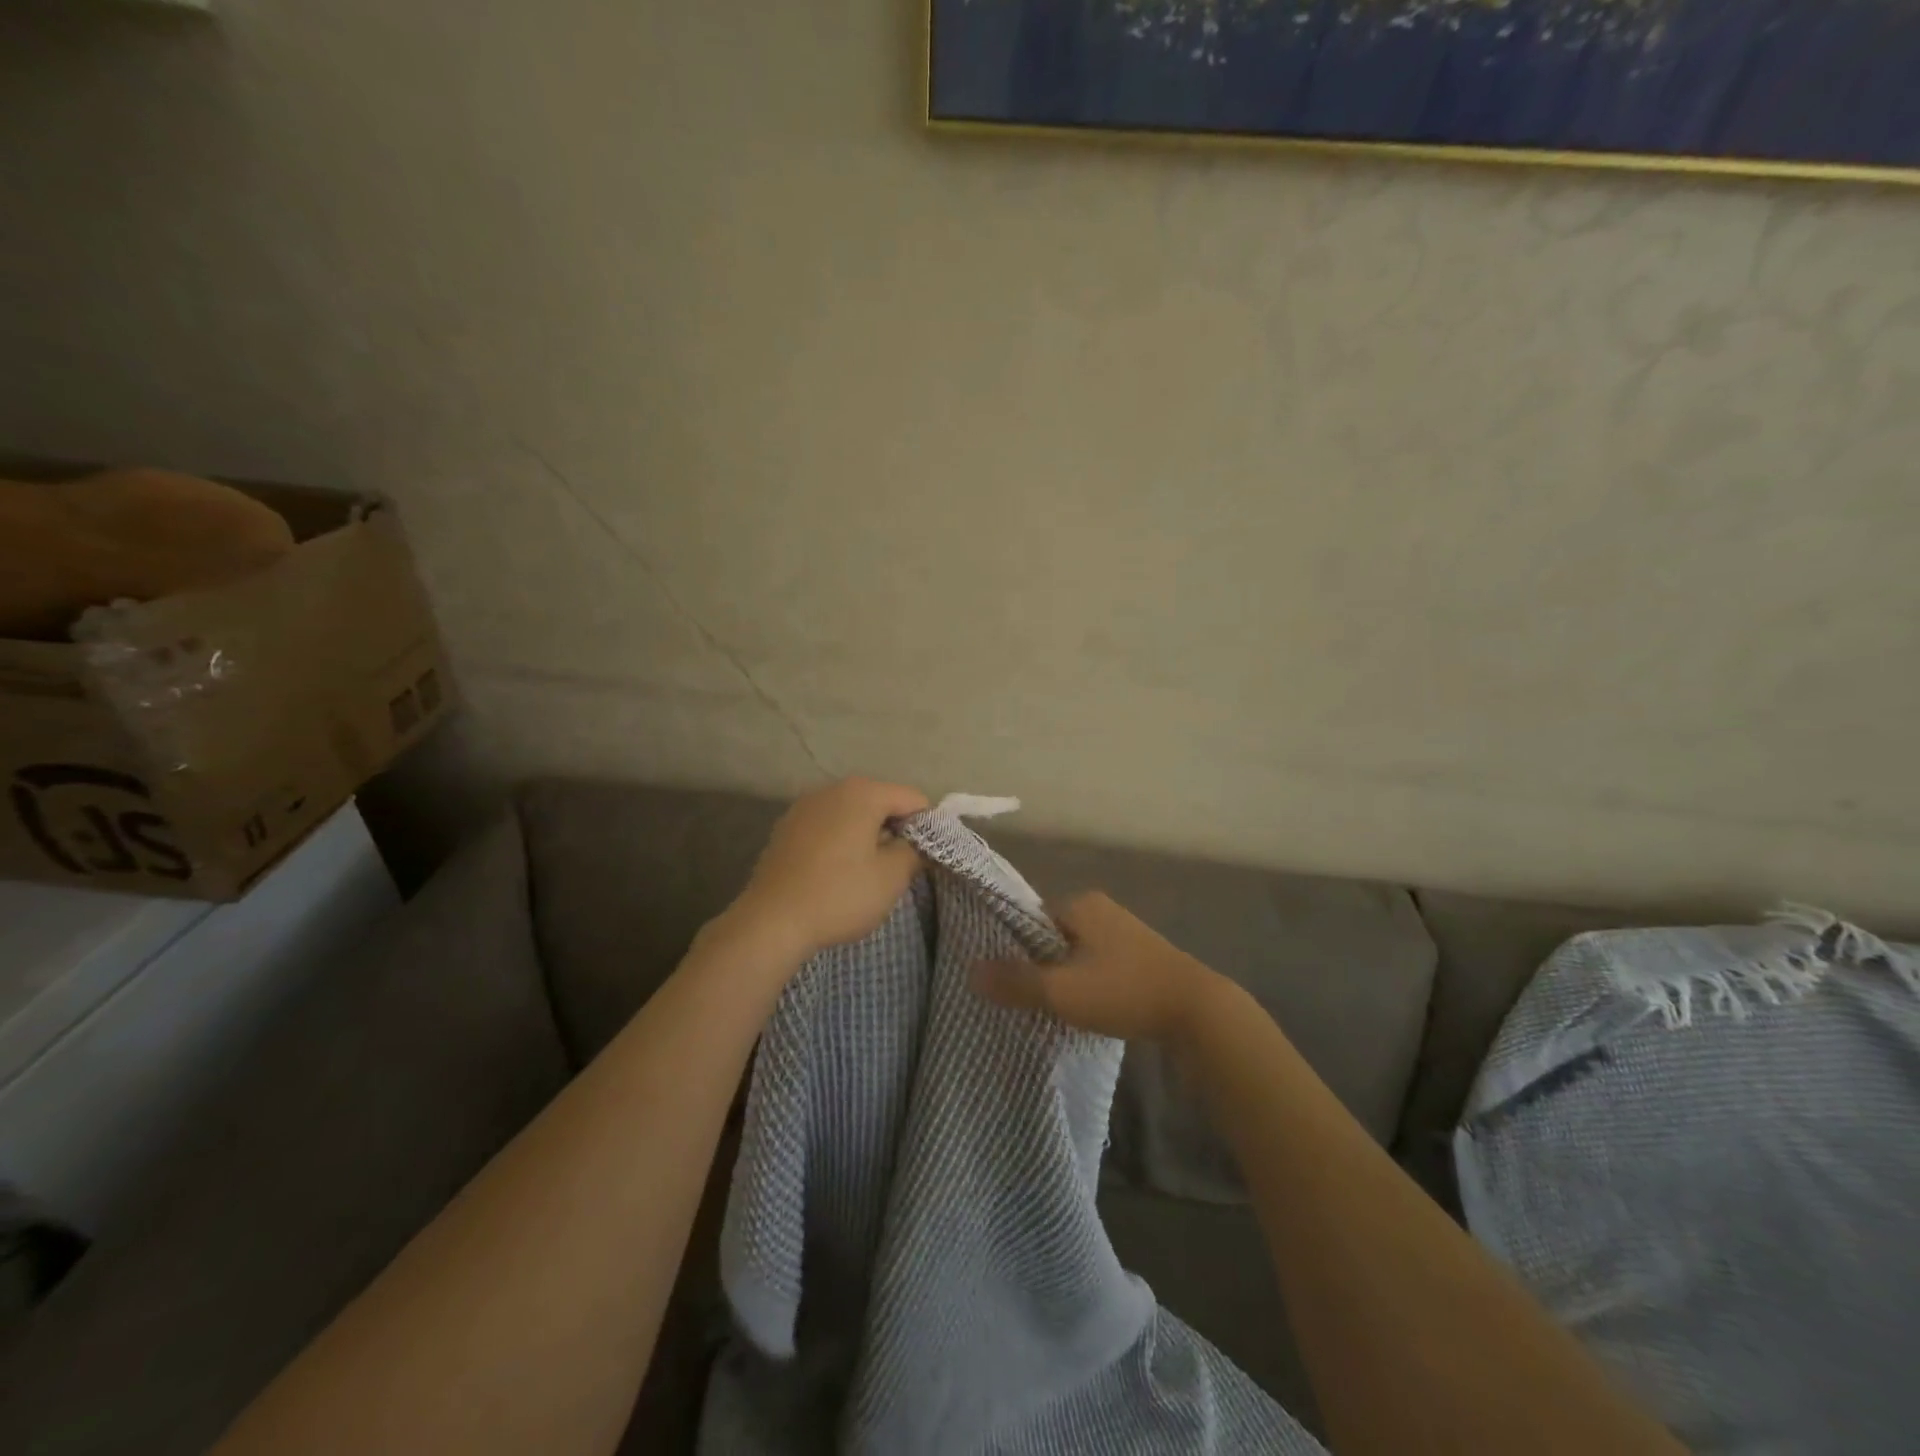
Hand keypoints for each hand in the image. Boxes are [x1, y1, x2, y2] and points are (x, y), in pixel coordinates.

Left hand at [725, 777, 929, 963]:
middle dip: (895, 831)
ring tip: (865, 874)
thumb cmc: (840, 895)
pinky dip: (839, 843)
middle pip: (881, 802)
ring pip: (852, 815)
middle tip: (896, 870)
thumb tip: (919, 843)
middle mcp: (832, 789)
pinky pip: (827, 828)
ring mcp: (805, 807)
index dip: (926, 828)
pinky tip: (835, 874)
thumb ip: (915, 852)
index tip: (922, 860)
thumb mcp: (891, 877)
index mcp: (863, 792)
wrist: (771, 921)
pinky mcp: (786, 828)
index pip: (913, 799)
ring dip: (867, 837)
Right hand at [971, 892, 1218, 1042]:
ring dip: (1066, 977)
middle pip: (1053, 937)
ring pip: (1077, 953)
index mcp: (1080, 904)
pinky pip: (1100, 965)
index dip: (1015, 949)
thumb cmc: (1123, 991)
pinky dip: (1090, 983)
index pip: (1030, 920)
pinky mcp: (1142, 956)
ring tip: (1056, 1008)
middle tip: (1030, 998)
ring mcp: (1125, 932)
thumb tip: (971, 971)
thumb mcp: (1061, 991)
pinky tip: (1090, 1009)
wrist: (1196, 1011)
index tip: (1008, 980)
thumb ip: (1015, 982)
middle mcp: (1102, 909)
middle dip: (1041, 965)